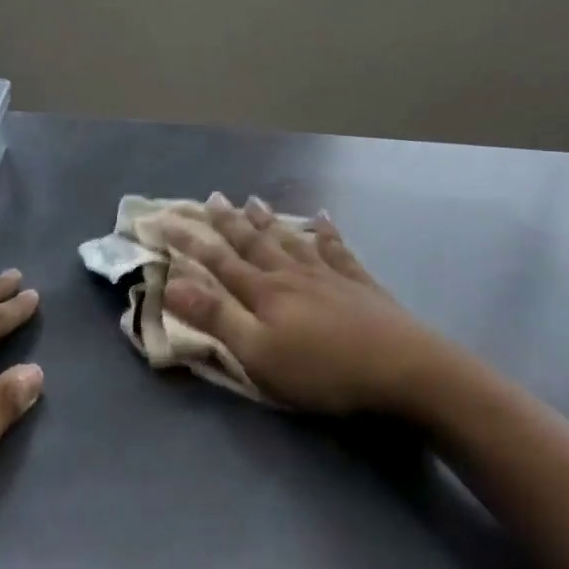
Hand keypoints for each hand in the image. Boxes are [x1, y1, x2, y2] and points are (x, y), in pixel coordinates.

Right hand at [153, 195, 465, 415]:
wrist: (402, 367)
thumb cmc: (323, 370)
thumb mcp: (259, 354)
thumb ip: (216, 318)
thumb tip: (172, 282)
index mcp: (265, 293)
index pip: (218, 261)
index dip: (190, 241)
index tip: (165, 219)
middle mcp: (293, 274)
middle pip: (254, 243)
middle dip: (229, 222)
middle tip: (212, 197)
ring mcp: (329, 275)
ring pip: (291, 240)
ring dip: (269, 221)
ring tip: (253, 200)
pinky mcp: (360, 283)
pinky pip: (337, 249)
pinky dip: (326, 232)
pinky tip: (322, 218)